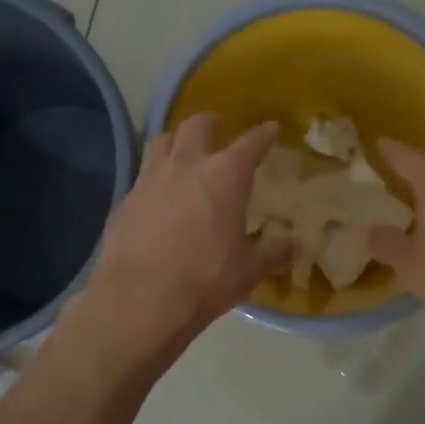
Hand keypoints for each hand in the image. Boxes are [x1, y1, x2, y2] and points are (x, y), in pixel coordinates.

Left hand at [84, 114, 291, 359]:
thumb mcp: (249, 270)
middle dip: (210, 123)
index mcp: (225, 176)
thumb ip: (274, 253)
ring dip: (176, 141)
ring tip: (182, 150)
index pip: (250, 144)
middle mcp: (186, 166)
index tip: (270, 129)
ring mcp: (150, 180)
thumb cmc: (205, 279)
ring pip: (161, 142)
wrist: (140, 300)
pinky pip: (142, 176)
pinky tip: (158, 196)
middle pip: (196, 127)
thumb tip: (299, 247)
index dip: (263, 135)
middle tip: (218, 126)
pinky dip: (155, 177)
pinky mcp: (125, 201)